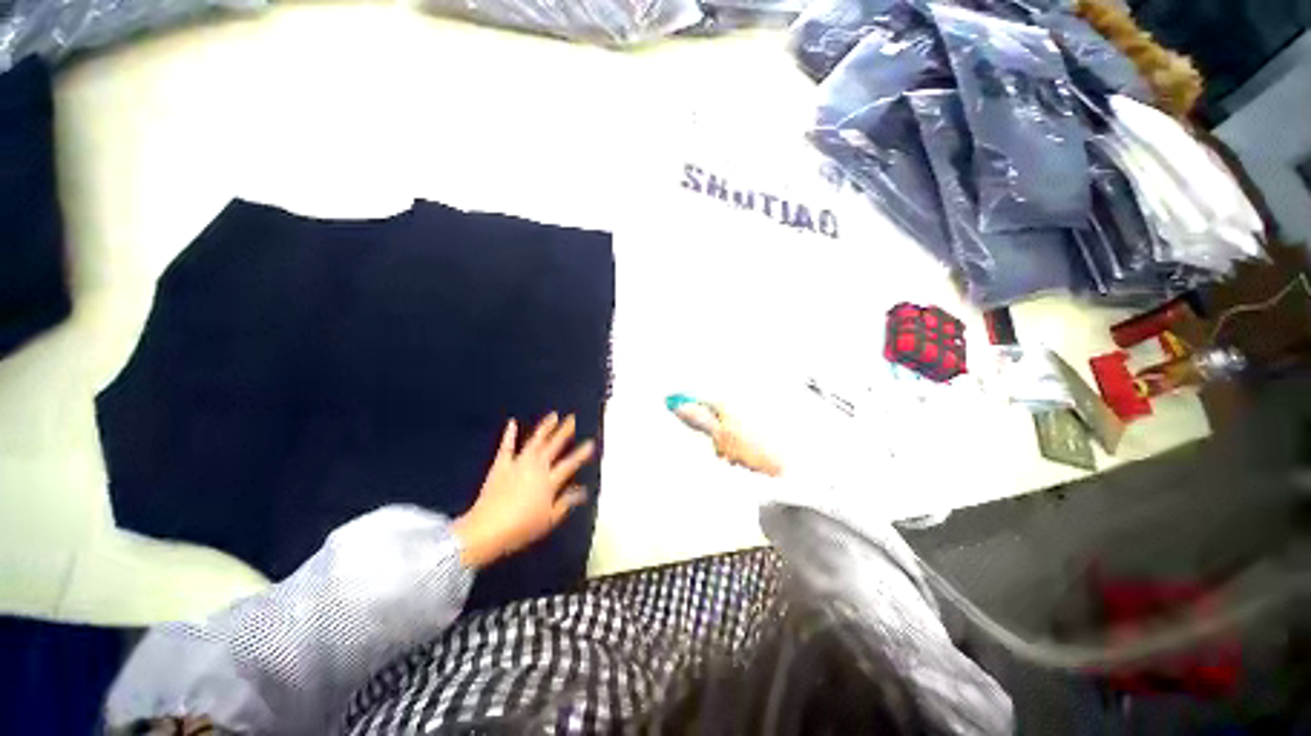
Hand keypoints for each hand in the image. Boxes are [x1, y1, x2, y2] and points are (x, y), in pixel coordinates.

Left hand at [452, 414, 595, 568]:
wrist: (486, 530)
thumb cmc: (521, 528)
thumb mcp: (549, 519)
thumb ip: (566, 502)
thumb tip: (582, 491)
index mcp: (549, 481)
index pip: (570, 464)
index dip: (582, 453)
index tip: (591, 442)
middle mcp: (536, 468)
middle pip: (554, 446)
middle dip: (565, 431)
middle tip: (573, 418)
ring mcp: (518, 464)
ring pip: (535, 441)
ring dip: (545, 428)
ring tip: (553, 415)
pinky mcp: (501, 465)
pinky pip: (506, 447)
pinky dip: (509, 434)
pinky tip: (512, 422)